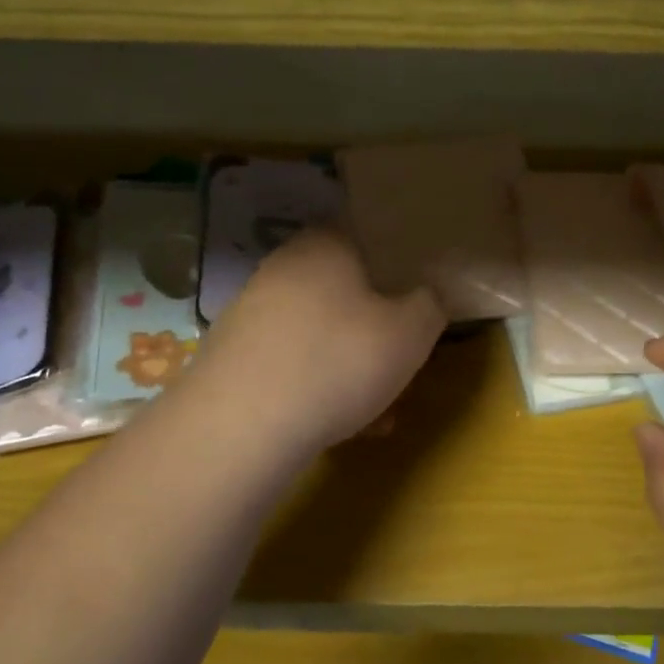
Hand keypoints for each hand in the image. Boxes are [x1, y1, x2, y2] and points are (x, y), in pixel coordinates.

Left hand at [190, 228, 444, 456]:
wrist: (240, 427)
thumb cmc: (339, 361)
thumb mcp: (412, 332)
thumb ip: (431, 304)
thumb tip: (428, 295)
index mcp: (326, 245)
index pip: (367, 235)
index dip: (398, 264)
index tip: (418, 297)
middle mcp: (284, 268)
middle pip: (345, 290)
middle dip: (377, 326)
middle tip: (402, 360)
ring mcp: (252, 312)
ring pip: (320, 333)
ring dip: (351, 365)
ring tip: (379, 410)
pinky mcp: (233, 357)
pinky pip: (292, 364)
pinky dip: (319, 388)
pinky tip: (341, 428)